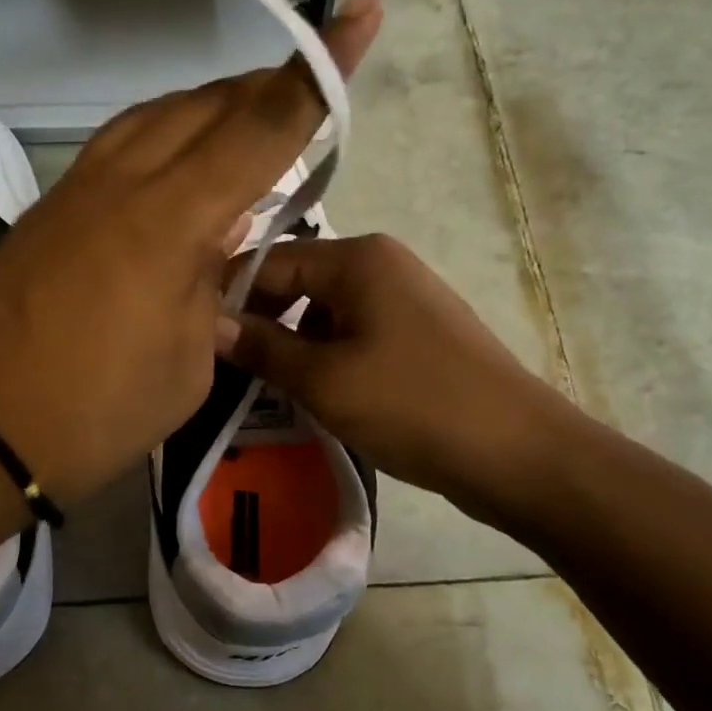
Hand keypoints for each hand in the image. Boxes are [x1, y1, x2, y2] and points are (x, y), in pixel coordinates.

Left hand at [0, 0, 383, 507]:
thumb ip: (211, 285)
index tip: (360, 13)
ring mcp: (77, 187)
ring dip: (210, 109)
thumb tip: (215, 238)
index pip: (262, 125)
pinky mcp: (50, 206)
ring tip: (246, 128)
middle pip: (207, 105)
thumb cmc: (98, 411)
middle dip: (264, 90)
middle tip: (304, 100)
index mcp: (170, 219)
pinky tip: (177, 168)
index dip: (317, 72)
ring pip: (157, 114)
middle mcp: (122, 181)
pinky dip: (163, 137)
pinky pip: (120, 144)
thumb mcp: (188, 358)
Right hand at [215, 233, 578, 529]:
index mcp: (357, 258)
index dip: (228, 298)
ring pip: (322, 312)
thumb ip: (261, 347)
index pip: (268, 262)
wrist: (517, 452)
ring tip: (263, 386)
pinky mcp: (416, 333)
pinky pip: (352, 334)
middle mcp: (380, 264)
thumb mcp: (323, 379)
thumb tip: (209, 324)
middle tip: (224, 368)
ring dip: (291, 345)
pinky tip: (310, 393)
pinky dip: (325, 358)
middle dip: (260, 323)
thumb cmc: (413, 404)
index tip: (194, 337)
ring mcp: (403, 298)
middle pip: (296, 283)